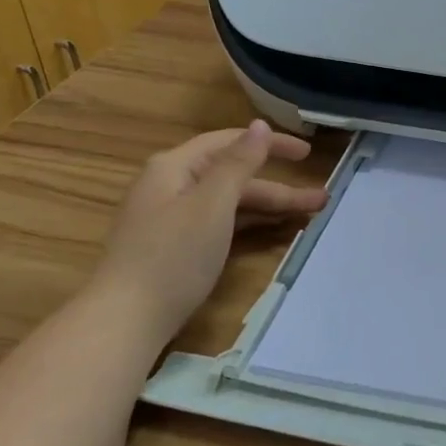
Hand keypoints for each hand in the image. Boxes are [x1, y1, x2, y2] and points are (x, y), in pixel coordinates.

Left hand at [87, 120, 326, 342]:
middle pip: (232, 176)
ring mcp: (171, 218)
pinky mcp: (176, 246)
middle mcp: (171, 186)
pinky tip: (272, 229)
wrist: (126, 320)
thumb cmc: (172, 255)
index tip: (308, 153)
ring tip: (309, 215)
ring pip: (229, 202)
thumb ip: (239, 163)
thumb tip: (260, 126)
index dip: (270, 144)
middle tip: (320, 197)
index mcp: (174, 167)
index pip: (228, 142)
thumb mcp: (212, 204)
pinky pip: (221, 223)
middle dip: (278, 186)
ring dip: (268, 206)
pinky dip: (248, 223)